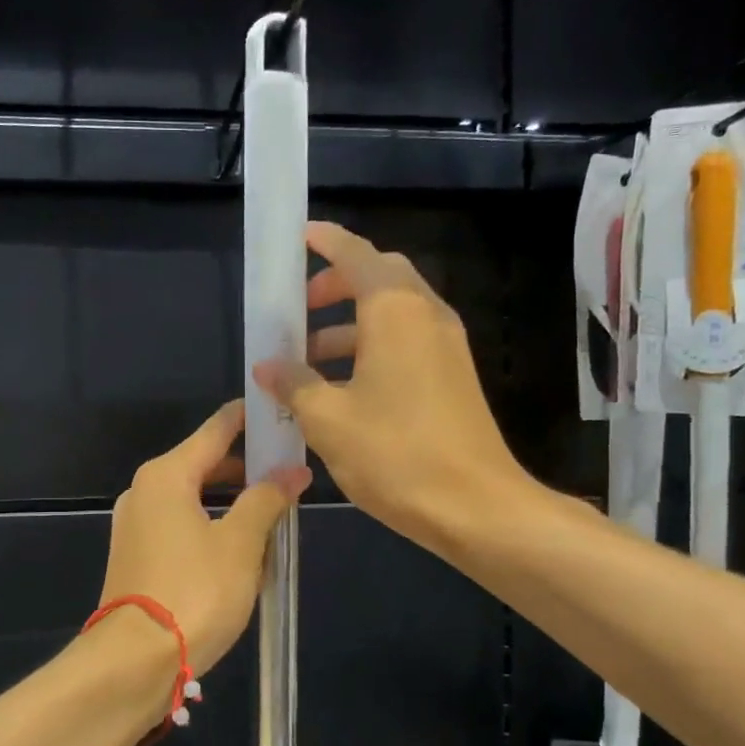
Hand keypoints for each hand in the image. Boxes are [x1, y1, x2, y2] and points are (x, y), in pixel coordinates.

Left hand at [99, 400, 310, 675]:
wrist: (135, 661)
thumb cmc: (194, 592)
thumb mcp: (241, 543)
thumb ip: (267, 500)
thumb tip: (292, 471)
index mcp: (167, 476)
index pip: (214, 431)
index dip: (247, 420)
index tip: (277, 411)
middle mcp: (144, 491)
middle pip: (203, 464)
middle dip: (245, 468)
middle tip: (288, 471)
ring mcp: (135, 524)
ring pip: (193, 498)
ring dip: (230, 502)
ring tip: (272, 513)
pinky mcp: (135, 555)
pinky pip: (180, 525)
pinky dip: (210, 526)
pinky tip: (239, 548)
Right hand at [252, 220, 535, 552]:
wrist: (476, 507)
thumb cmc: (395, 454)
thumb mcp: (328, 419)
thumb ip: (294, 384)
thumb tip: (268, 366)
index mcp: (395, 312)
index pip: (356, 254)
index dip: (325, 241)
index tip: (298, 238)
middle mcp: (426, 316)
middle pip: (379, 277)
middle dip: (336, 284)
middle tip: (298, 308)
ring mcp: (446, 346)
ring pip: (392, 313)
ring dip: (349, 324)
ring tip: (307, 359)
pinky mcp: (453, 376)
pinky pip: (406, 342)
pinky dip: (371, 347)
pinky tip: (341, 388)